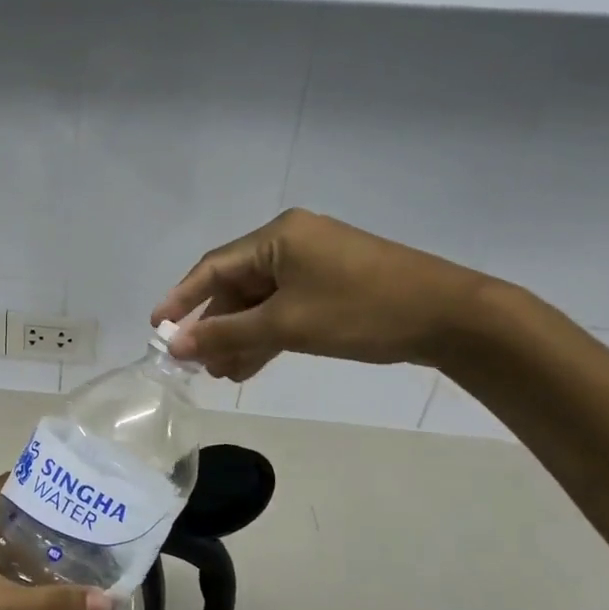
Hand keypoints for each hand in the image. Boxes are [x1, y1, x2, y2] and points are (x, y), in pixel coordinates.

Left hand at [0, 480, 113, 609]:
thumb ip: (47, 603)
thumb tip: (108, 601)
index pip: (13, 483)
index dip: (49, 485)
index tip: (85, 496)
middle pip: (4, 510)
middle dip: (42, 520)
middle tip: (84, 533)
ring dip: (21, 545)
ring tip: (63, 559)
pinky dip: (1, 565)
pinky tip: (21, 587)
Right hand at [152, 209, 487, 380]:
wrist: (451, 317)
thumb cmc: (361, 311)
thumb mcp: (287, 325)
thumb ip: (228, 334)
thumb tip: (176, 345)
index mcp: (278, 236)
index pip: (214, 267)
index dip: (182, 299)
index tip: (157, 328)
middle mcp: (292, 241)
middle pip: (236, 285)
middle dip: (215, 325)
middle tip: (195, 362)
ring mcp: (314, 263)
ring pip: (261, 300)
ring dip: (240, 335)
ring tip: (221, 373)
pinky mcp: (332, 284)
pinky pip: (286, 307)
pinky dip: (268, 333)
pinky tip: (251, 364)